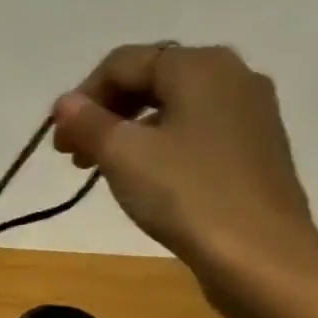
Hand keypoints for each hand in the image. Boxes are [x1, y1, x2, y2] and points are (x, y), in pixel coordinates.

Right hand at [52, 42, 317, 311]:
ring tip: (103, 170)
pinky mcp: (255, 148)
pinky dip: (160, 146)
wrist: (259, 254)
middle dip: (105, 114)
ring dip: (129, 132)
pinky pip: (195, 131)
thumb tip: (65, 103)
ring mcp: (249, 112)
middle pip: (151, 79)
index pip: (123, 63)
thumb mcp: (124, 156)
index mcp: (200, 65)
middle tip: (74, 157)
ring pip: (173, 107)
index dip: (82, 99)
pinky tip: (145, 179)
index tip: (58, 143)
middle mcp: (232, 75)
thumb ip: (89, 123)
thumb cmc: (187, 195)